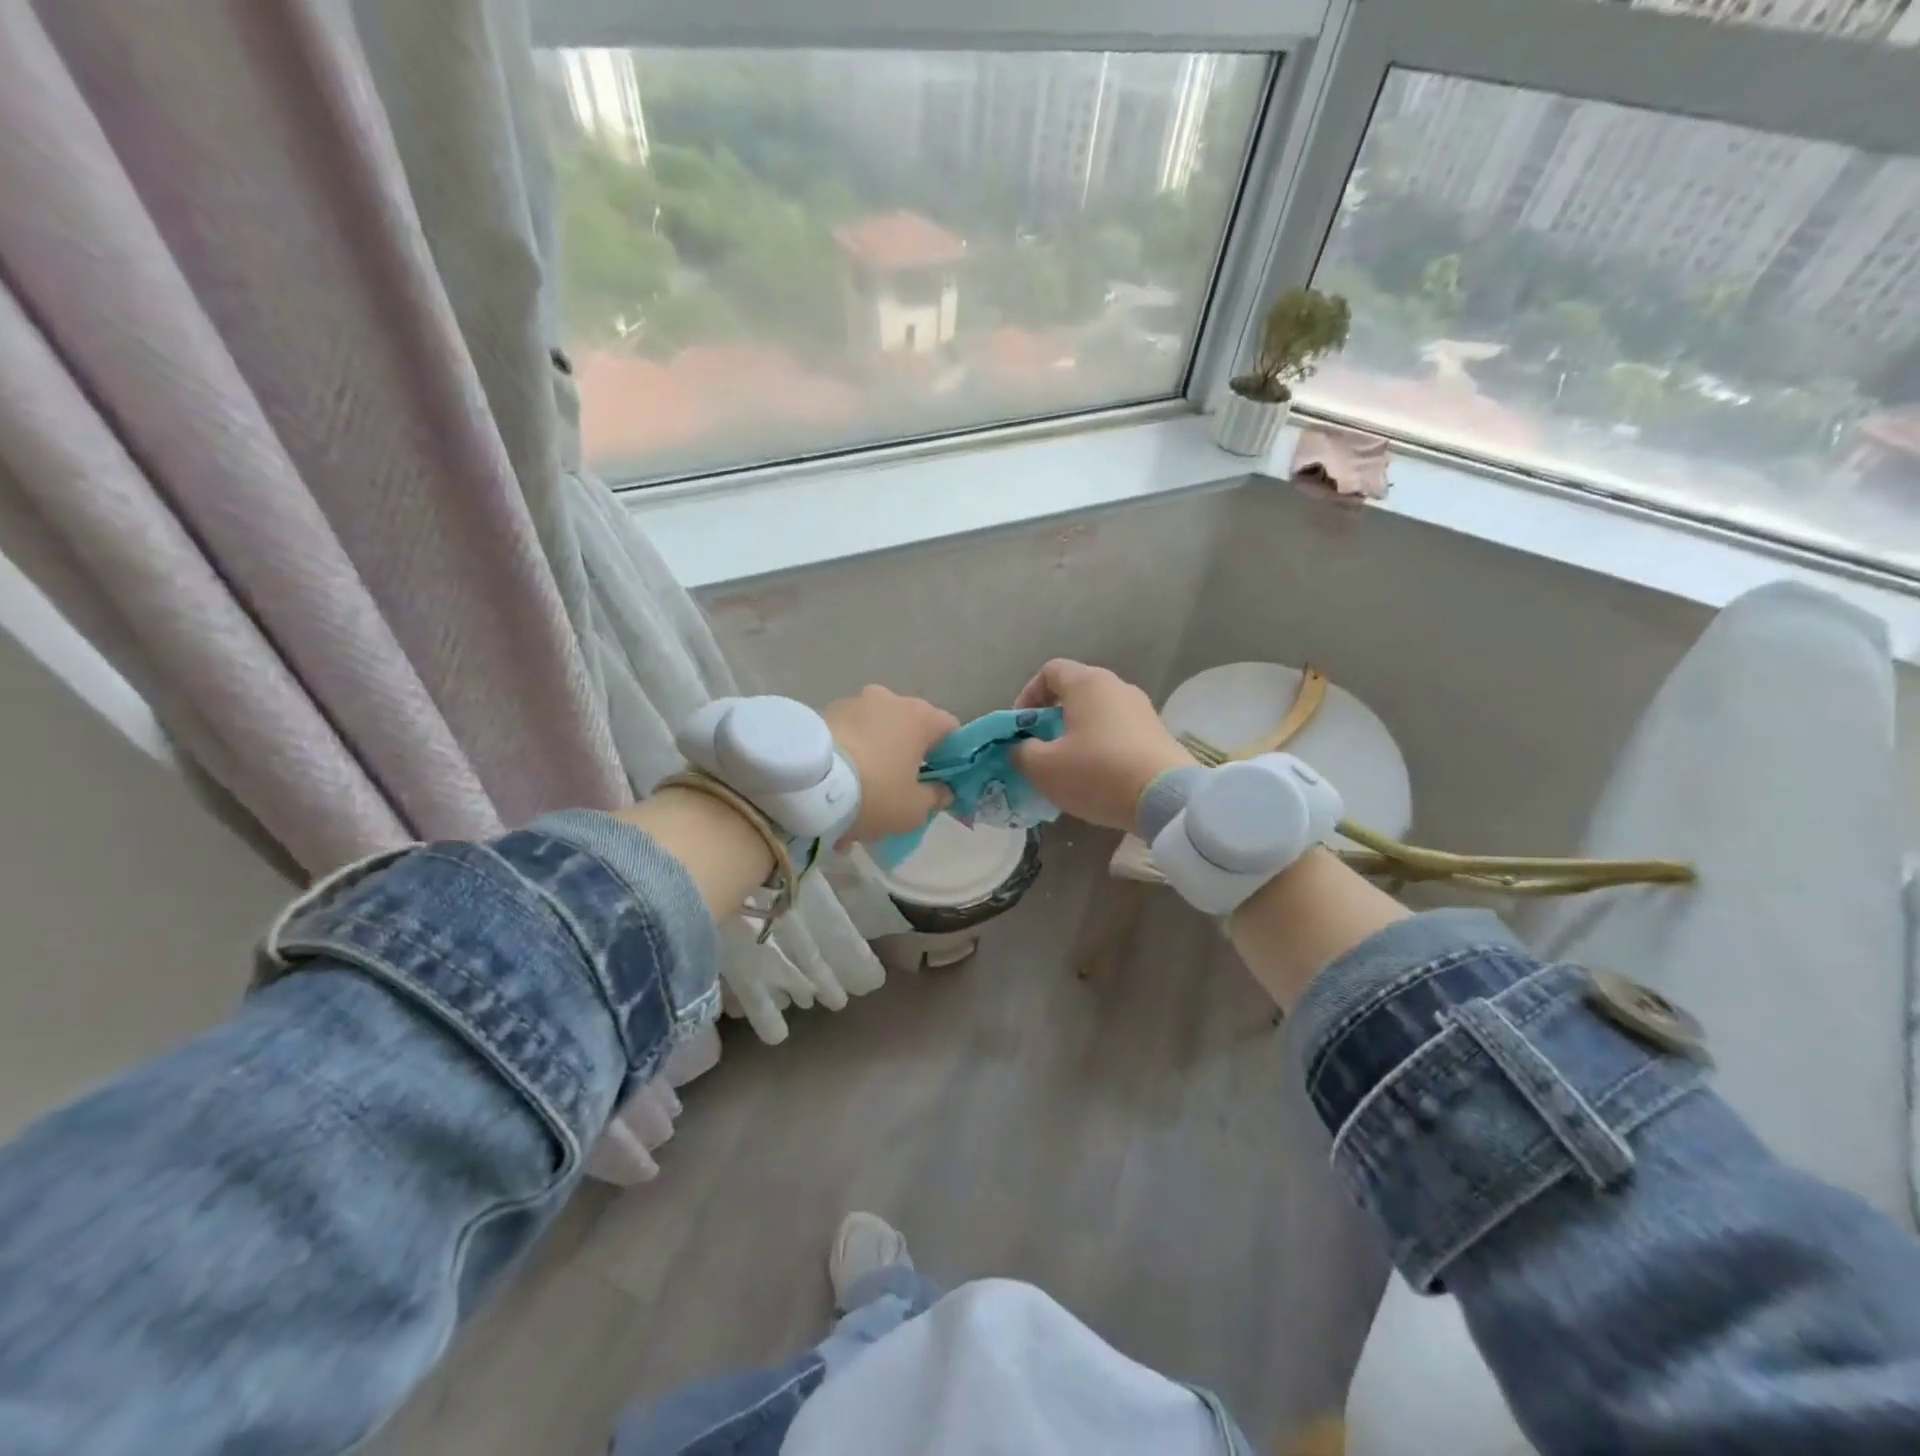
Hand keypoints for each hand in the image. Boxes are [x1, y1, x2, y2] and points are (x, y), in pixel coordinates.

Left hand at [822, 686, 959, 843]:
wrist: (807, 786)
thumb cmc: (875, 793)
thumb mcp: (914, 809)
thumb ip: (936, 797)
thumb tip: (943, 790)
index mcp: (919, 716)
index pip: (950, 730)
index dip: (950, 757)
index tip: (939, 783)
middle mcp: (888, 700)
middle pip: (907, 731)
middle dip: (904, 760)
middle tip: (896, 795)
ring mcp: (851, 704)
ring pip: (873, 737)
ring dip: (871, 764)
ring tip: (855, 806)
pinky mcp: (820, 715)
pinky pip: (844, 741)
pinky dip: (845, 764)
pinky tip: (832, 799)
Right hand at [1011, 660, 1190, 832]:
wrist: (1166, 799)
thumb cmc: (1097, 773)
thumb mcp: (1044, 768)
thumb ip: (1021, 752)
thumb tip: (1021, 748)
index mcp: (1087, 683)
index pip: (1049, 671)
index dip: (1027, 696)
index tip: (1020, 729)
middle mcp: (1117, 687)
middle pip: (1074, 692)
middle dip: (1050, 718)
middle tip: (1039, 749)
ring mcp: (1142, 709)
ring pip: (1097, 714)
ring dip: (1076, 734)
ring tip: (1066, 767)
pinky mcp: (1157, 734)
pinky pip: (1117, 732)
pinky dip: (1100, 747)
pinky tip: (1097, 776)